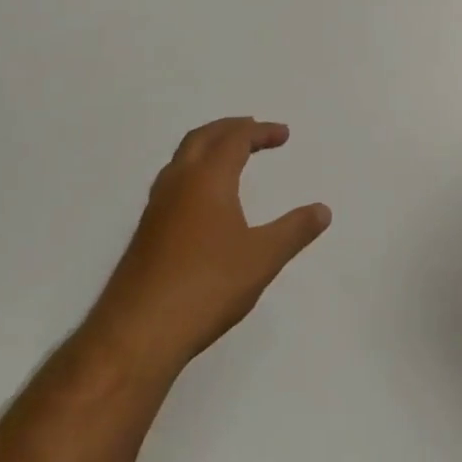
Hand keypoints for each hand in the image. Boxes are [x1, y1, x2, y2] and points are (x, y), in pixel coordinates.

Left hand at [85, 118, 330, 379]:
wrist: (138, 333)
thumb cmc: (207, 286)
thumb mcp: (263, 258)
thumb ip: (294, 230)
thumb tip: (323, 210)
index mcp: (207, 178)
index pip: (235, 138)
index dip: (261, 132)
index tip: (283, 135)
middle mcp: (178, 183)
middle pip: (203, 138)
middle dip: (230, 128)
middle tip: (254, 130)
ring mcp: (156, 208)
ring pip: (182, 158)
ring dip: (208, 147)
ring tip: (230, 157)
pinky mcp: (146, 232)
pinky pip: (173, 182)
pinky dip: (195, 171)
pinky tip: (204, 200)